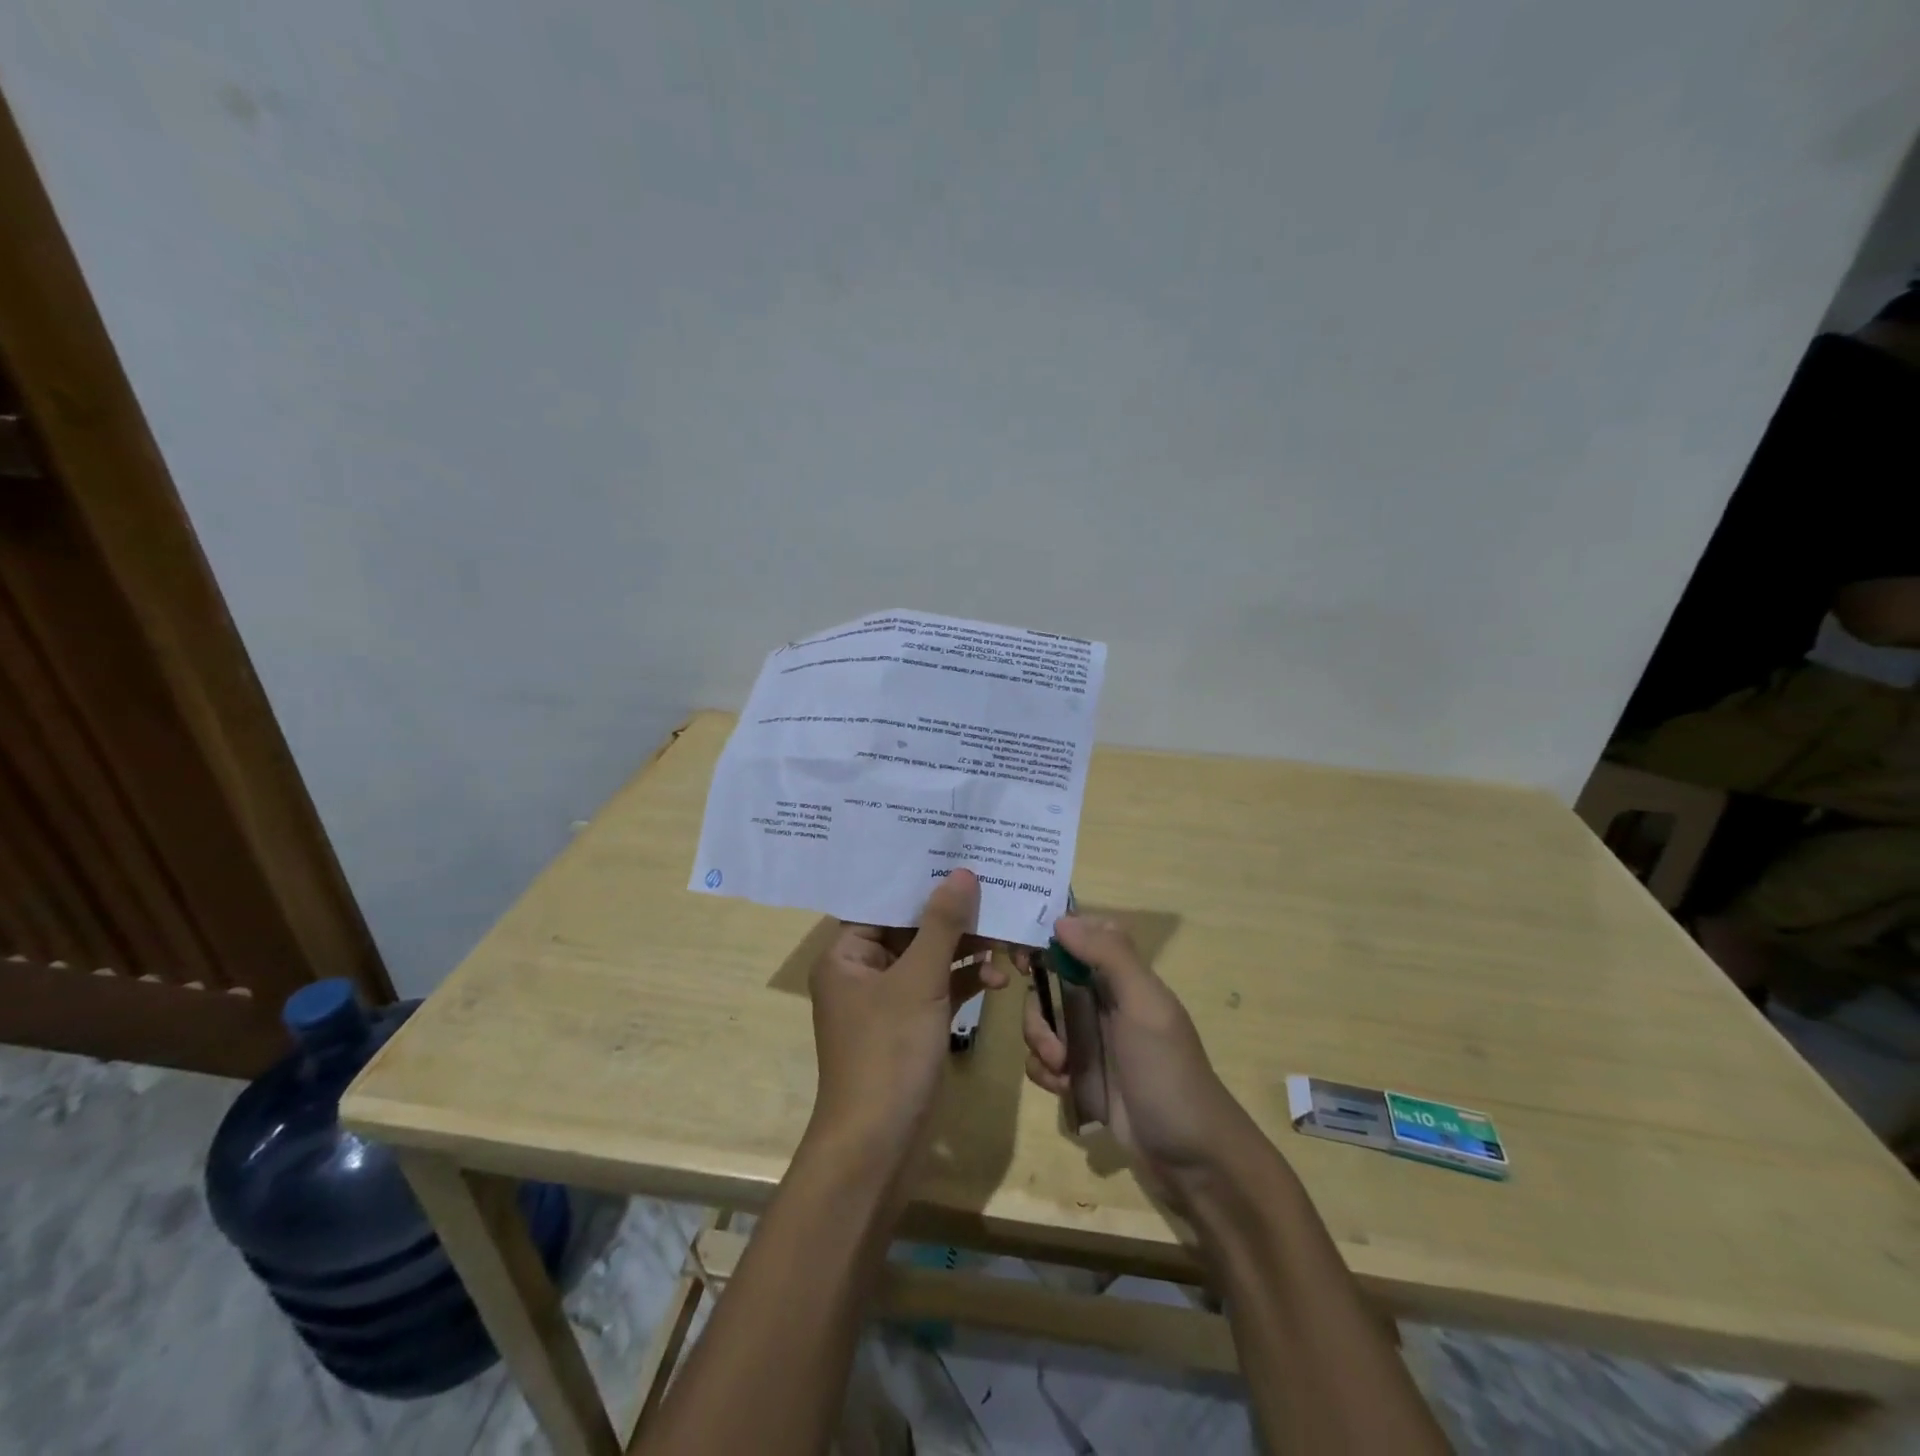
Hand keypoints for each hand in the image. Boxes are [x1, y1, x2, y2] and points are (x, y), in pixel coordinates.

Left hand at [809, 869, 1009, 1156]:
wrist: (878, 1147)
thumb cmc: (888, 1053)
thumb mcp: (918, 982)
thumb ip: (942, 925)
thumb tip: (961, 872)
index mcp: (846, 954)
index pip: (884, 903)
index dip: (922, 881)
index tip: (960, 856)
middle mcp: (863, 971)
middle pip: (912, 929)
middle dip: (954, 916)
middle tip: (994, 891)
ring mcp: (889, 1001)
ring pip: (931, 959)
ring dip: (966, 949)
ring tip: (1006, 936)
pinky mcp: (912, 1024)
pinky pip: (940, 989)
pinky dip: (966, 981)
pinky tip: (998, 978)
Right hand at [1022, 916, 1258, 1206]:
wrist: (1190, 1157)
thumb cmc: (1167, 1071)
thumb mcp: (1144, 1006)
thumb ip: (1109, 956)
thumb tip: (1062, 919)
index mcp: (1122, 977)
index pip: (1081, 938)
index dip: (1051, 938)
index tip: (1025, 953)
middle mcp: (1103, 1002)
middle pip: (1049, 981)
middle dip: (1037, 1004)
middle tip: (1044, 1031)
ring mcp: (1090, 1041)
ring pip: (1041, 1021)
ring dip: (1039, 1041)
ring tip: (1060, 1067)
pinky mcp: (1080, 1077)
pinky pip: (1043, 1060)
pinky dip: (1044, 1071)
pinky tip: (1061, 1088)